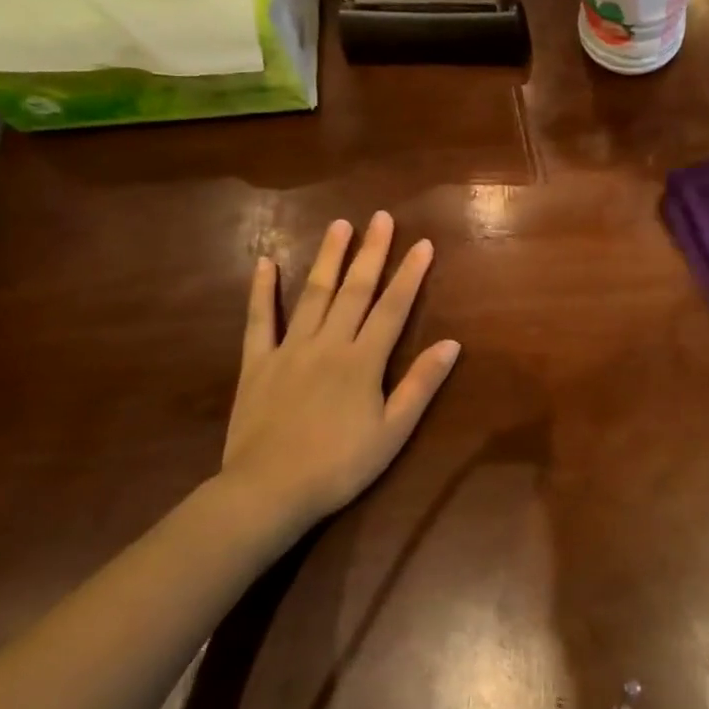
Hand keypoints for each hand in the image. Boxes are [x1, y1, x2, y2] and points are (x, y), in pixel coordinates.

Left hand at [223, 213, 459, 523]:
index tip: (423, 244)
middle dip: (372, 252)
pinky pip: (259, 320)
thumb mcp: (392, 432)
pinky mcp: (256, 363)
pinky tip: (266, 262)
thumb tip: (452, 344)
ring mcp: (289, 349)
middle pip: (355, 290)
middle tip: (381, 217)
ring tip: (339, 225)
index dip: (410, 274)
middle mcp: (329, 343)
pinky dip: (262, 291)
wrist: (268, 491)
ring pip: (313, 294)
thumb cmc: (339, 466)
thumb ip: (420, 385)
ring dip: (328, 258)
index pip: (393, 307)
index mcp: (363, 361)